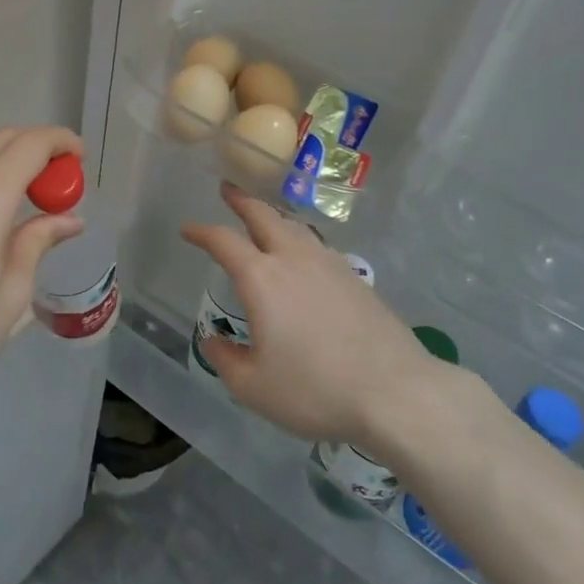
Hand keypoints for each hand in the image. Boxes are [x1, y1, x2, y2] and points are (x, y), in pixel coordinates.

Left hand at [0, 126, 84, 404]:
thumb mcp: (11, 293)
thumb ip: (38, 242)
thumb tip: (68, 220)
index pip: (31, 145)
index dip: (61, 142)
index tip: (77, 158)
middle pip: (1, 139)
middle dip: (34, 149)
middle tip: (52, 181)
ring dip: (0, 165)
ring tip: (13, 204)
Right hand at [182, 183, 440, 444]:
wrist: (395, 392)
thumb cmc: (315, 389)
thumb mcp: (254, 387)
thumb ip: (226, 360)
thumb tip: (213, 340)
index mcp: (261, 278)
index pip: (223, 241)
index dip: (202, 231)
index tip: (188, 230)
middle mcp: (293, 259)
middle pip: (264, 216)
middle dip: (242, 201)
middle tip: (228, 190)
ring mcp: (329, 265)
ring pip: (295, 226)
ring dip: (273, 216)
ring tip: (264, 219)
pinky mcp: (356, 278)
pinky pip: (318, 245)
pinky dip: (299, 238)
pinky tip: (303, 255)